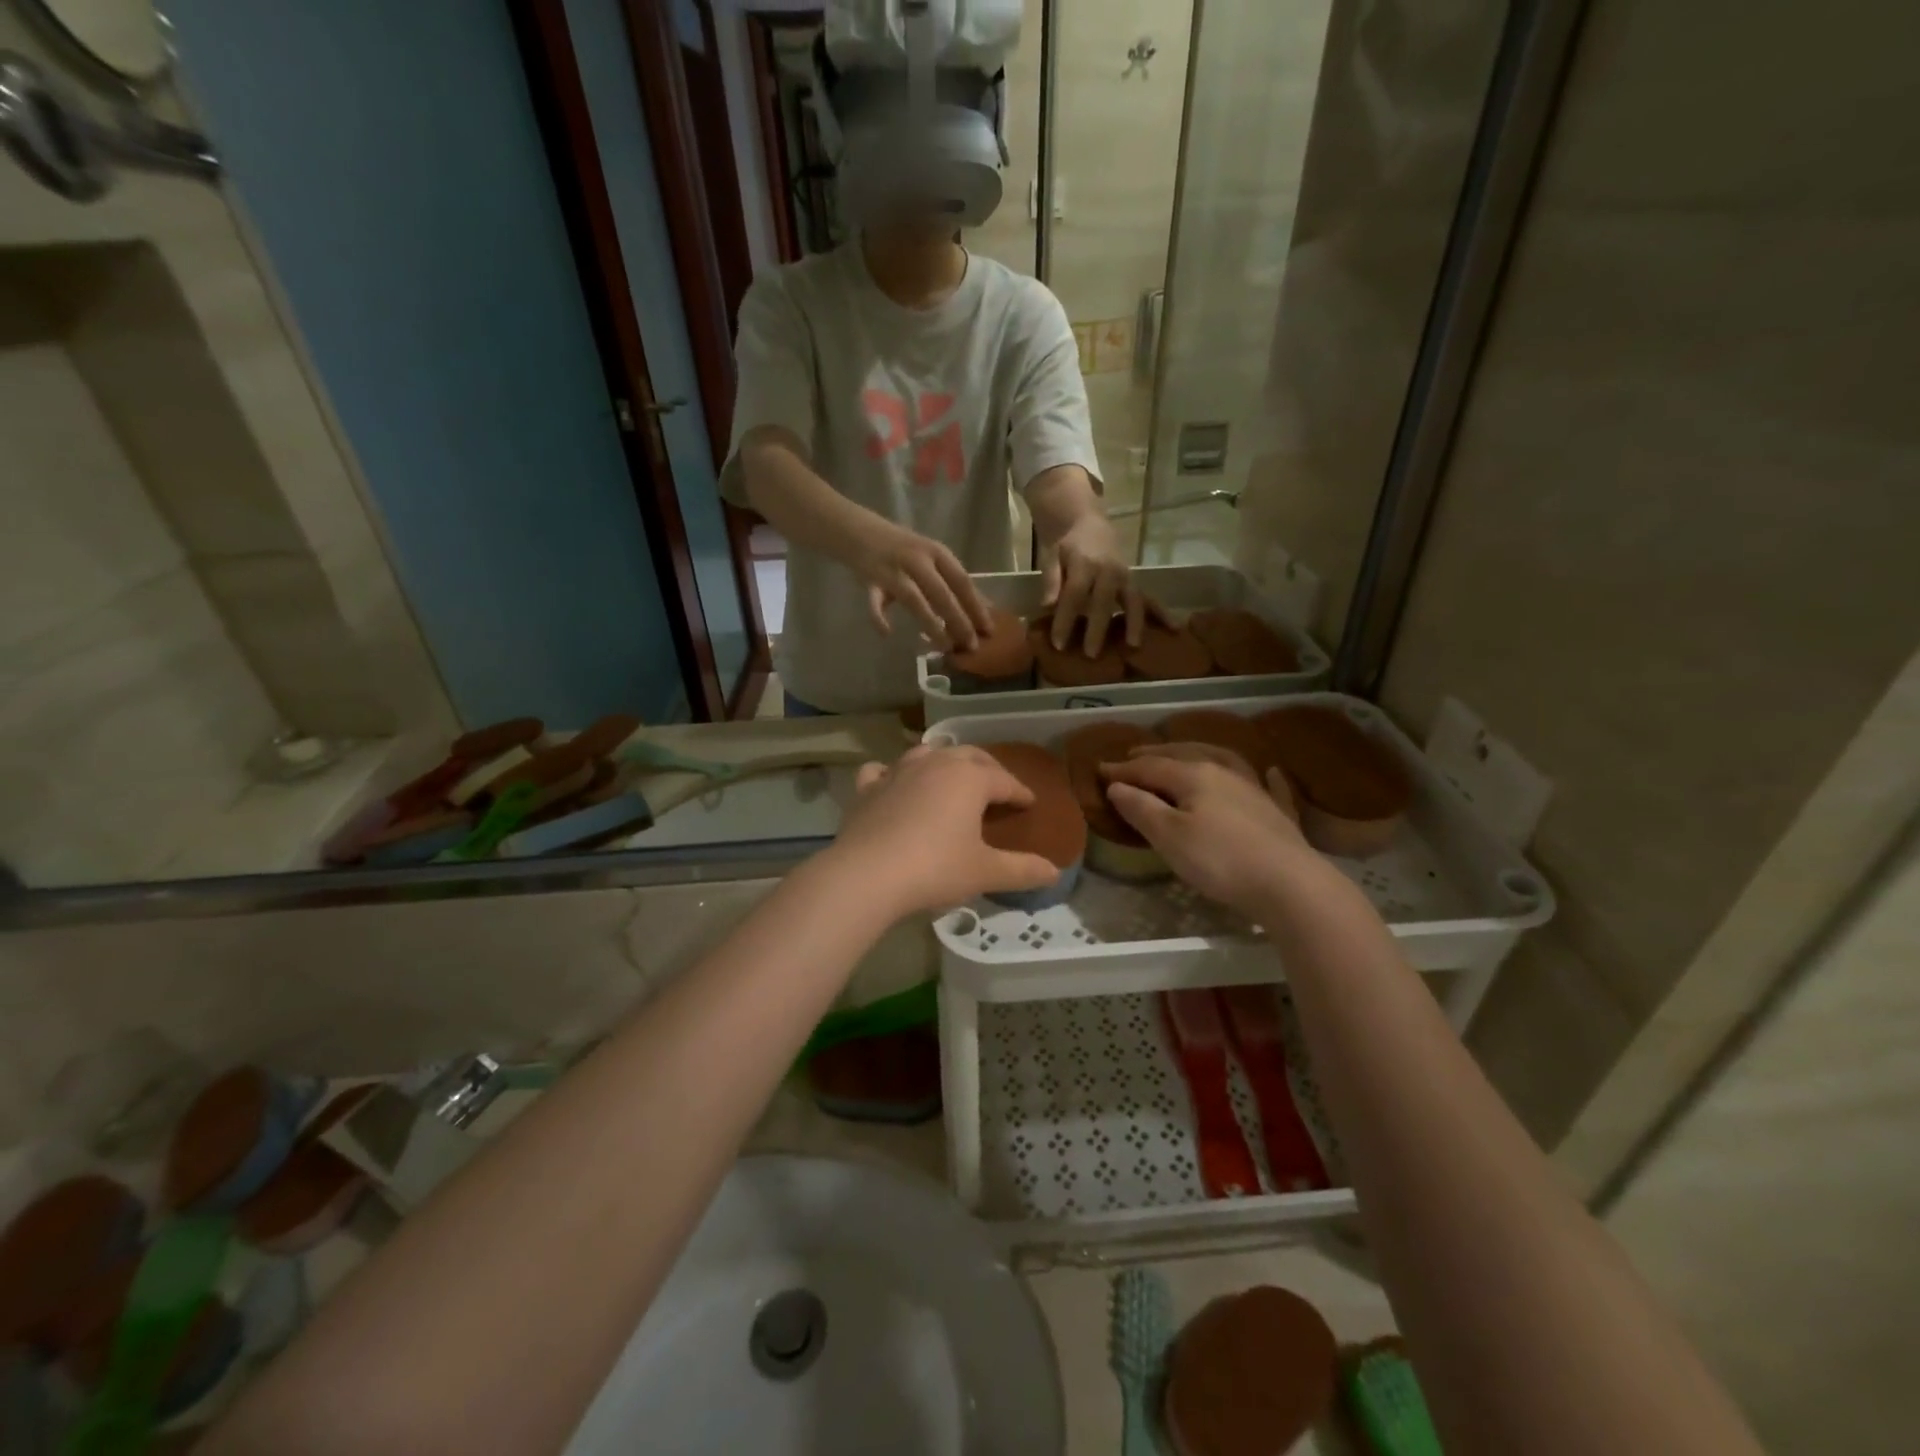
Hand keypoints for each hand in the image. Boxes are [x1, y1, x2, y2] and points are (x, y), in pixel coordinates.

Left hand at [829, 746, 1059, 915]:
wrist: (867, 875)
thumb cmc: (935, 868)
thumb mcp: (985, 872)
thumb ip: (1022, 870)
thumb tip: (1054, 872)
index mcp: (970, 778)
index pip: (1005, 780)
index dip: (1020, 792)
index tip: (1030, 803)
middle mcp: (935, 764)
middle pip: (969, 756)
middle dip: (988, 769)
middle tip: (998, 788)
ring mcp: (898, 771)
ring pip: (928, 753)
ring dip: (945, 761)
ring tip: (952, 777)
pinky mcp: (868, 788)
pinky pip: (883, 770)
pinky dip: (893, 773)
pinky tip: (894, 783)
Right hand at [851, 519, 993, 652]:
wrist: (858, 529)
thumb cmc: (903, 548)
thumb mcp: (931, 557)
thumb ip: (952, 580)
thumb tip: (984, 606)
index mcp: (937, 552)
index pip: (962, 581)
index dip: (976, 606)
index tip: (989, 630)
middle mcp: (917, 559)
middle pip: (942, 593)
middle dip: (959, 621)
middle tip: (971, 646)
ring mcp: (893, 569)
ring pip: (915, 600)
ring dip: (931, 624)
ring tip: (944, 646)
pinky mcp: (870, 580)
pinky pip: (875, 602)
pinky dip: (879, 617)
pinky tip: (887, 633)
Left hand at [1042, 513, 1147, 656]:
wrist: (1086, 522)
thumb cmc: (1065, 544)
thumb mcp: (1052, 557)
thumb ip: (1051, 581)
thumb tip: (1047, 607)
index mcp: (1084, 563)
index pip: (1073, 595)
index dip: (1065, 620)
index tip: (1058, 644)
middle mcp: (1108, 570)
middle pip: (1103, 603)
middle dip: (1097, 629)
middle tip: (1091, 655)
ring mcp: (1124, 575)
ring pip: (1132, 600)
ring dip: (1134, 623)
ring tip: (1133, 646)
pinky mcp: (1133, 580)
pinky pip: (1148, 598)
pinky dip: (1161, 612)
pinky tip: (1174, 628)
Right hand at [1102, 754, 1310, 916]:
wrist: (1289, 883)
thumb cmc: (1219, 860)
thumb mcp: (1168, 836)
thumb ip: (1141, 808)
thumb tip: (1116, 785)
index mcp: (1193, 775)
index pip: (1149, 766)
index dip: (1123, 769)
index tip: (1099, 770)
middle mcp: (1223, 772)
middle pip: (1184, 756)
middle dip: (1155, 755)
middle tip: (1133, 754)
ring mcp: (1254, 789)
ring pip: (1222, 762)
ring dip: (1197, 755)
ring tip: (1184, 753)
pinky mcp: (1276, 812)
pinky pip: (1269, 786)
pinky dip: (1266, 777)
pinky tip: (1270, 772)